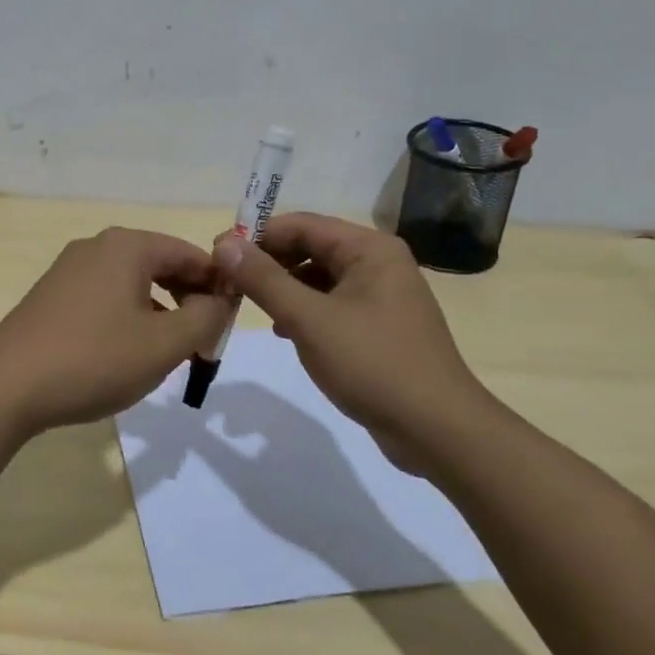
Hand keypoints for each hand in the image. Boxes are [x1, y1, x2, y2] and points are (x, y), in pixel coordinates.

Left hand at [0, 228, 231, 436]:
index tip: (232, 322)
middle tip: (205, 340)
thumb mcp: (164, 344)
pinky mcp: (52, 296)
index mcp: (127, 246)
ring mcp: (69, 270)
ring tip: (171, 351)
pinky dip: (129, 317)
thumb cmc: (94, 359)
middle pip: (160, 265)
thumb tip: (220, 301)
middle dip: (189, 299)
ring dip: (160, 311)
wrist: (7, 386)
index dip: (219, 285)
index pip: (190, 254)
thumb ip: (205, 318)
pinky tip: (128, 353)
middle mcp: (97, 247)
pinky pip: (105, 297)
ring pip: (133, 284)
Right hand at [213, 212, 498, 468]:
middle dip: (268, 262)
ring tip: (251, 306)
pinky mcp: (380, 326)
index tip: (218, 254)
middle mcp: (379, 263)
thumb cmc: (372, 364)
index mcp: (369, 249)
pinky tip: (285, 331)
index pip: (301, 225)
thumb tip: (224, 244)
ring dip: (284, 287)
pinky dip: (305, 310)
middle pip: (311, 248)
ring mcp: (383, 295)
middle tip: (228, 282)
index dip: (256, 236)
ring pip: (320, 278)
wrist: (437, 429)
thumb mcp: (309, 319)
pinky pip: (332, 304)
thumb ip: (264, 279)